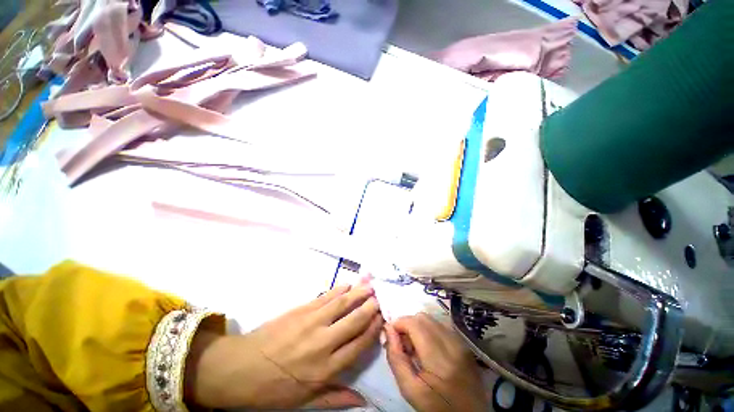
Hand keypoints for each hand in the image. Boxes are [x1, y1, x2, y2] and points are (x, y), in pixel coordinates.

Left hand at [186, 284, 382, 408]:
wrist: (240, 368)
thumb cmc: (273, 389)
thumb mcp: (304, 401)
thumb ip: (335, 398)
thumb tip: (364, 402)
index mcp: (326, 368)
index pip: (359, 345)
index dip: (373, 329)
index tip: (382, 319)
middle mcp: (323, 342)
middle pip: (355, 321)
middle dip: (370, 308)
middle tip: (379, 298)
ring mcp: (312, 322)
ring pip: (342, 304)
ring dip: (358, 293)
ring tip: (369, 286)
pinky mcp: (302, 309)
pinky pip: (325, 297)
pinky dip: (339, 289)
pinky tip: (347, 285)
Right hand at [385, 313, 488, 411]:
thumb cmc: (437, 408)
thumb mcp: (410, 389)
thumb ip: (396, 358)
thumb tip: (388, 329)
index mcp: (439, 359)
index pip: (414, 323)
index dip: (398, 324)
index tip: (391, 336)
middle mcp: (452, 344)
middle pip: (422, 317)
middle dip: (407, 325)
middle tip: (403, 344)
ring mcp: (460, 342)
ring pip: (431, 319)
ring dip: (418, 327)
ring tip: (416, 347)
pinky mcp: (464, 343)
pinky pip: (440, 325)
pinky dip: (429, 330)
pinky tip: (428, 348)